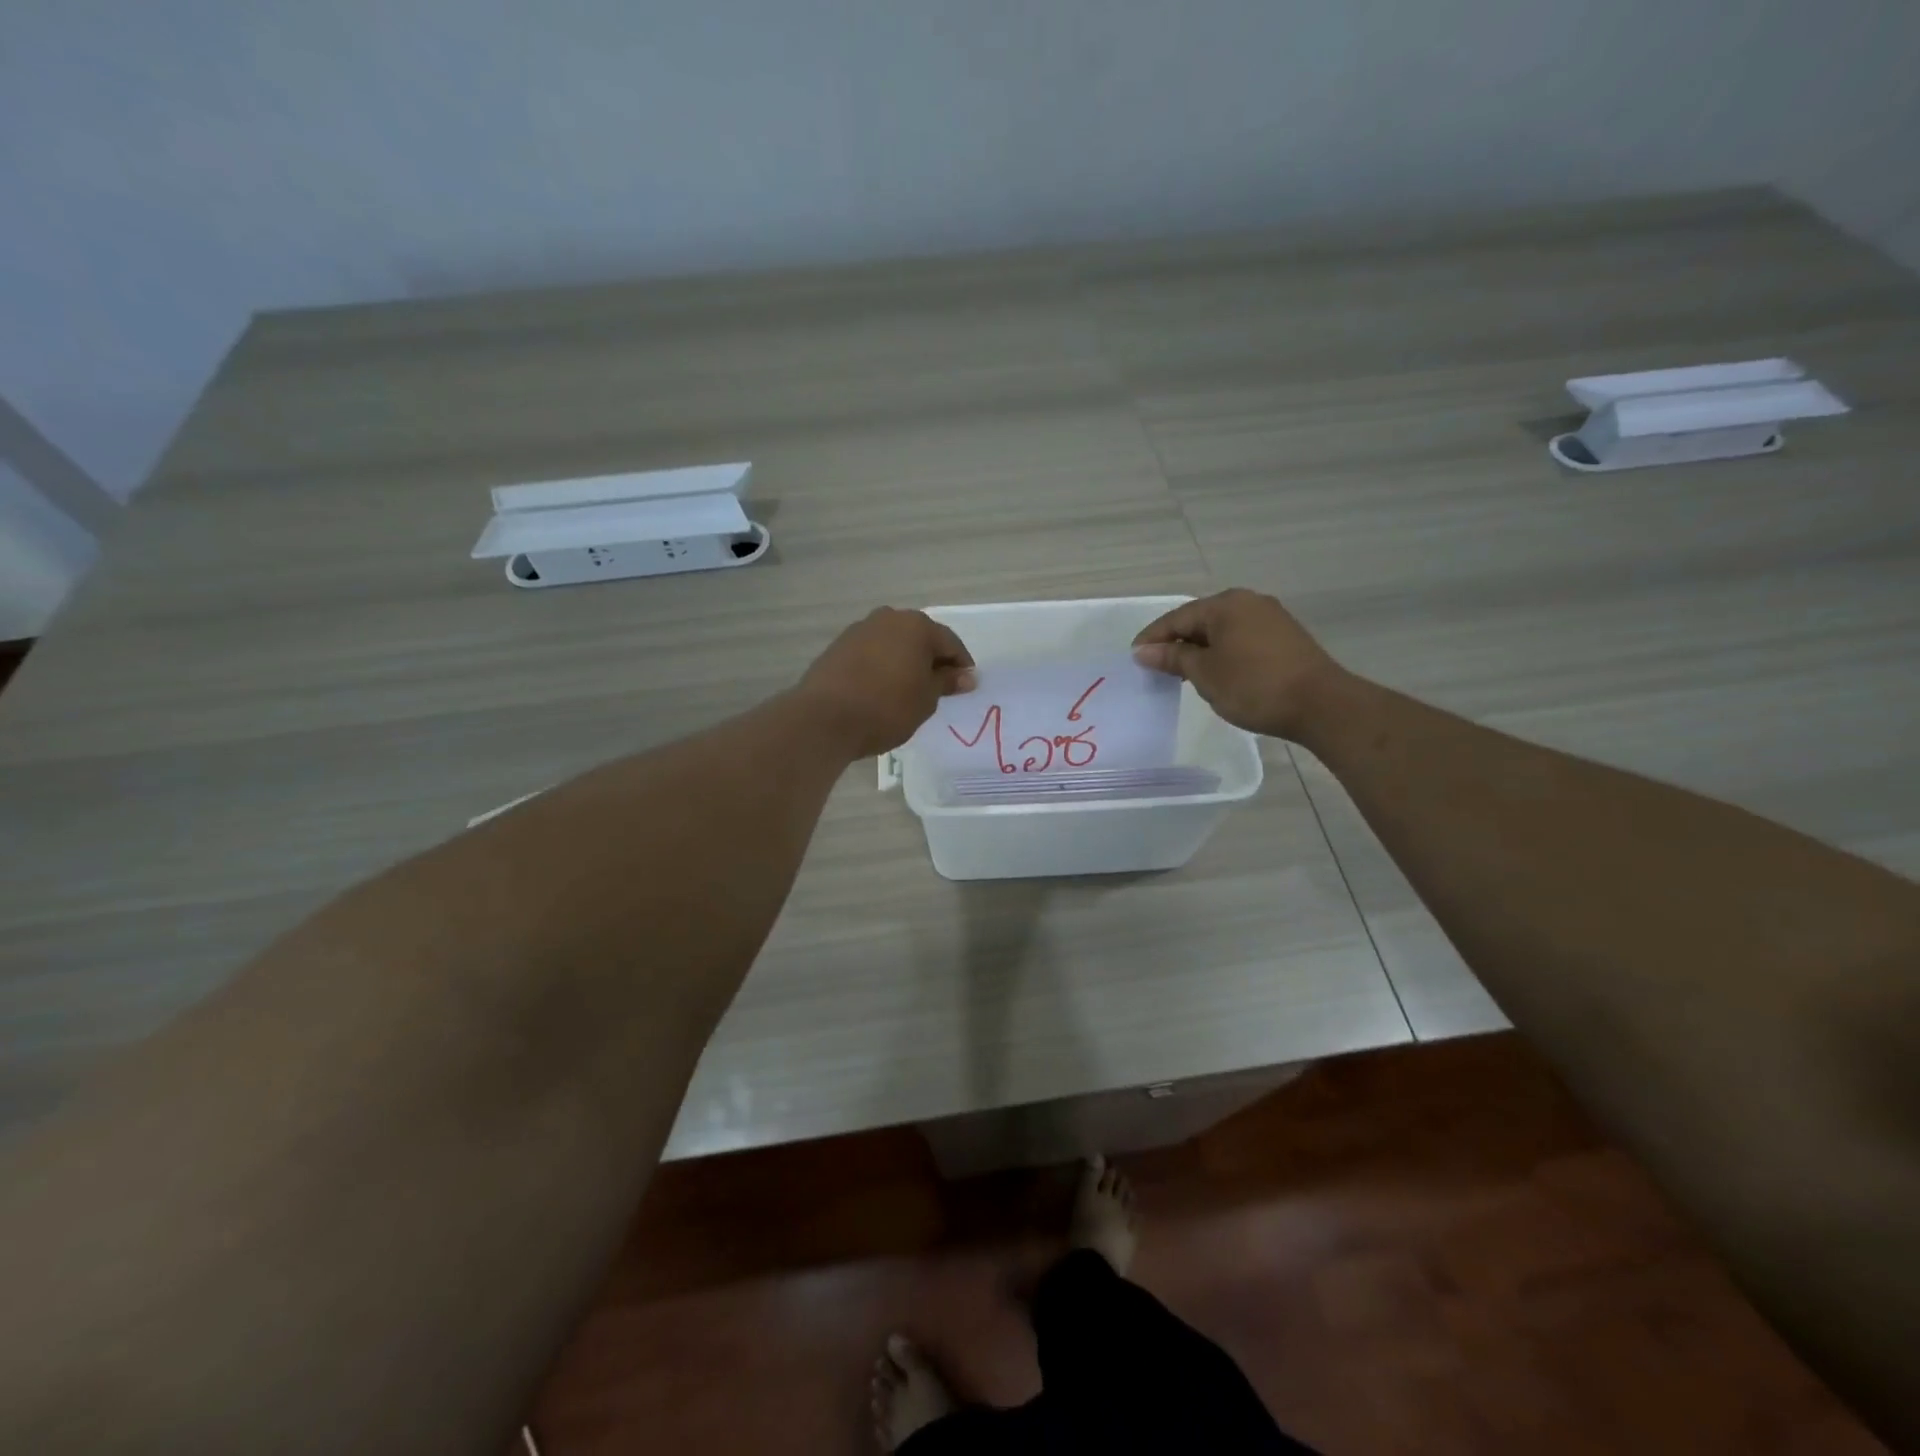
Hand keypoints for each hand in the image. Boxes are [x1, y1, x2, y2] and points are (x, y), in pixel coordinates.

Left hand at [798, 608, 976, 759]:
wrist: (825, 718)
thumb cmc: (887, 707)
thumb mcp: (926, 699)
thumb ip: (946, 682)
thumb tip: (966, 676)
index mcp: (916, 626)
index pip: (949, 642)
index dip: (961, 665)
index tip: (966, 686)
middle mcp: (888, 618)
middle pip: (920, 638)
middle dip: (932, 660)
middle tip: (939, 687)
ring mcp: (860, 630)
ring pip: (894, 643)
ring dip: (905, 661)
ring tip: (909, 690)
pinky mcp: (838, 646)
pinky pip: (872, 653)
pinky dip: (883, 666)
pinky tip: (882, 688)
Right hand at [1131, 589, 1342, 739]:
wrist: (1320, 704)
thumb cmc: (1253, 686)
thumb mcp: (1205, 673)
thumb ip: (1173, 658)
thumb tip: (1144, 650)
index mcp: (1225, 604)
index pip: (1177, 618)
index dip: (1153, 638)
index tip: (1135, 658)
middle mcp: (1248, 602)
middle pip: (1200, 620)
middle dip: (1176, 643)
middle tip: (1156, 668)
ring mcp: (1270, 618)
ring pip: (1222, 630)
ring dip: (1200, 649)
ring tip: (1183, 674)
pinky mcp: (1285, 637)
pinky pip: (1241, 639)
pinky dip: (1223, 653)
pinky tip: (1217, 673)